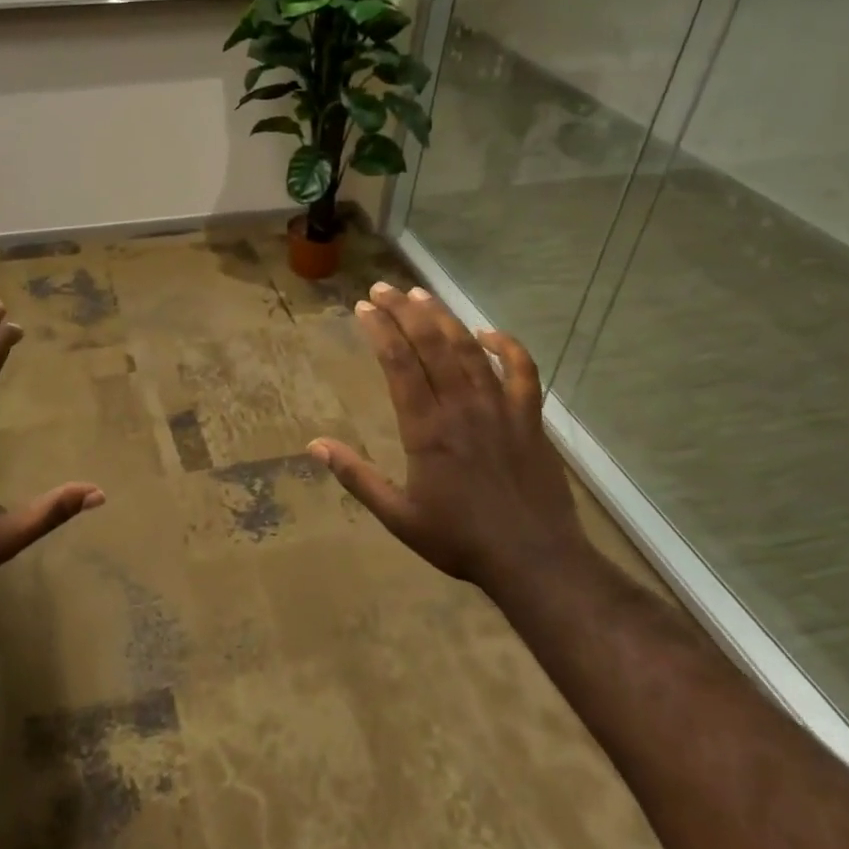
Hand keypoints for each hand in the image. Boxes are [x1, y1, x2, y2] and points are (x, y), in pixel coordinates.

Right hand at [309, 283, 583, 588]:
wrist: (535, 559)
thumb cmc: (460, 539)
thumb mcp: (398, 516)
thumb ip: (356, 477)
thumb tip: (314, 445)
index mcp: (426, 430)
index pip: (399, 365)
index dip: (380, 331)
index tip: (363, 308)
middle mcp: (462, 407)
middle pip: (431, 345)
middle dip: (404, 312)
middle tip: (384, 288)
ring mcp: (500, 408)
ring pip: (469, 350)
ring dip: (444, 318)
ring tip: (421, 295)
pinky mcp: (530, 418)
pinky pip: (522, 370)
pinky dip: (506, 347)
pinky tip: (488, 333)